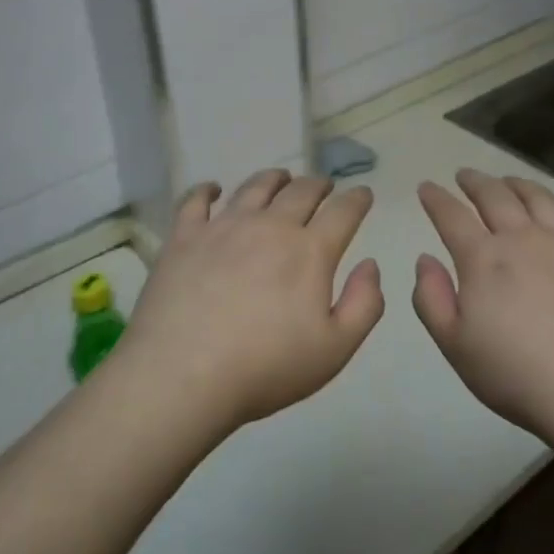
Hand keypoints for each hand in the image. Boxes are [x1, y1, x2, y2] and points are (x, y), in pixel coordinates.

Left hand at [118, 169, 384, 428]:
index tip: (363, 194)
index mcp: (309, 251)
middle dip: (319, 184)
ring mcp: (223, 227)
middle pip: (301, 191)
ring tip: (280, 178)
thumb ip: (364, 304)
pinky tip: (213, 189)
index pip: (343, 212)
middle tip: (324, 186)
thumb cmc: (266, 368)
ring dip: (274, 178)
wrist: (183, 375)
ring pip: (254, 187)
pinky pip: (196, 200)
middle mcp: (269, 226)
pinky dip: (208, 189)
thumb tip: (370, 264)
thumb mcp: (335, 349)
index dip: (357, 199)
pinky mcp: (184, 237)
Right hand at [412, 170, 553, 440]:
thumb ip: (431, 298)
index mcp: (484, 259)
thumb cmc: (518, 375)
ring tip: (507, 181)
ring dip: (517, 184)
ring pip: (538, 197)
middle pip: (495, 196)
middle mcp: (524, 238)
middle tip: (465, 176)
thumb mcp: (455, 346)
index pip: (451, 216)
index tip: (426, 187)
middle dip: (475, 182)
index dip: (436, 199)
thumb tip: (425, 259)